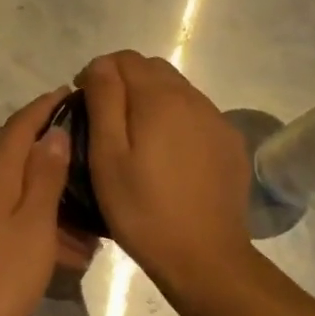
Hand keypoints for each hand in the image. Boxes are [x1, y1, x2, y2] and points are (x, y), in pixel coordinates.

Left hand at [0, 88, 94, 315]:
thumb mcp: (34, 222)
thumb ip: (45, 174)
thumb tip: (54, 132)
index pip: (21, 123)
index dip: (46, 106)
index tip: (73, 92)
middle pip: (15, 148)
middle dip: (49, 142)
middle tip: (88, 143)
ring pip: (15, 184)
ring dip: (49, 188)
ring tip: (88, 202)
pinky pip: (9, 210)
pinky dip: (37, 216)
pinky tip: (67, 243)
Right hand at [76, 51, 255, 293]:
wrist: (204, 257)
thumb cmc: (142, 209)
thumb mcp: (107, 156)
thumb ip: (104, 101)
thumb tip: (101, 65)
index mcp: (159, 98)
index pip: (125, 59)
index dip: (99, 72)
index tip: (83, 100)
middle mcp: (193, 99)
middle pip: (154, 70)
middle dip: (125, 82)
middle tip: (105, 118)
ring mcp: (217, 121)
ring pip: (178, 91)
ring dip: (152, 100)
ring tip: (135, 137)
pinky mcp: (231, 144)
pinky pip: (198, 115)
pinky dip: (176, 120)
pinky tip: (167, 155)